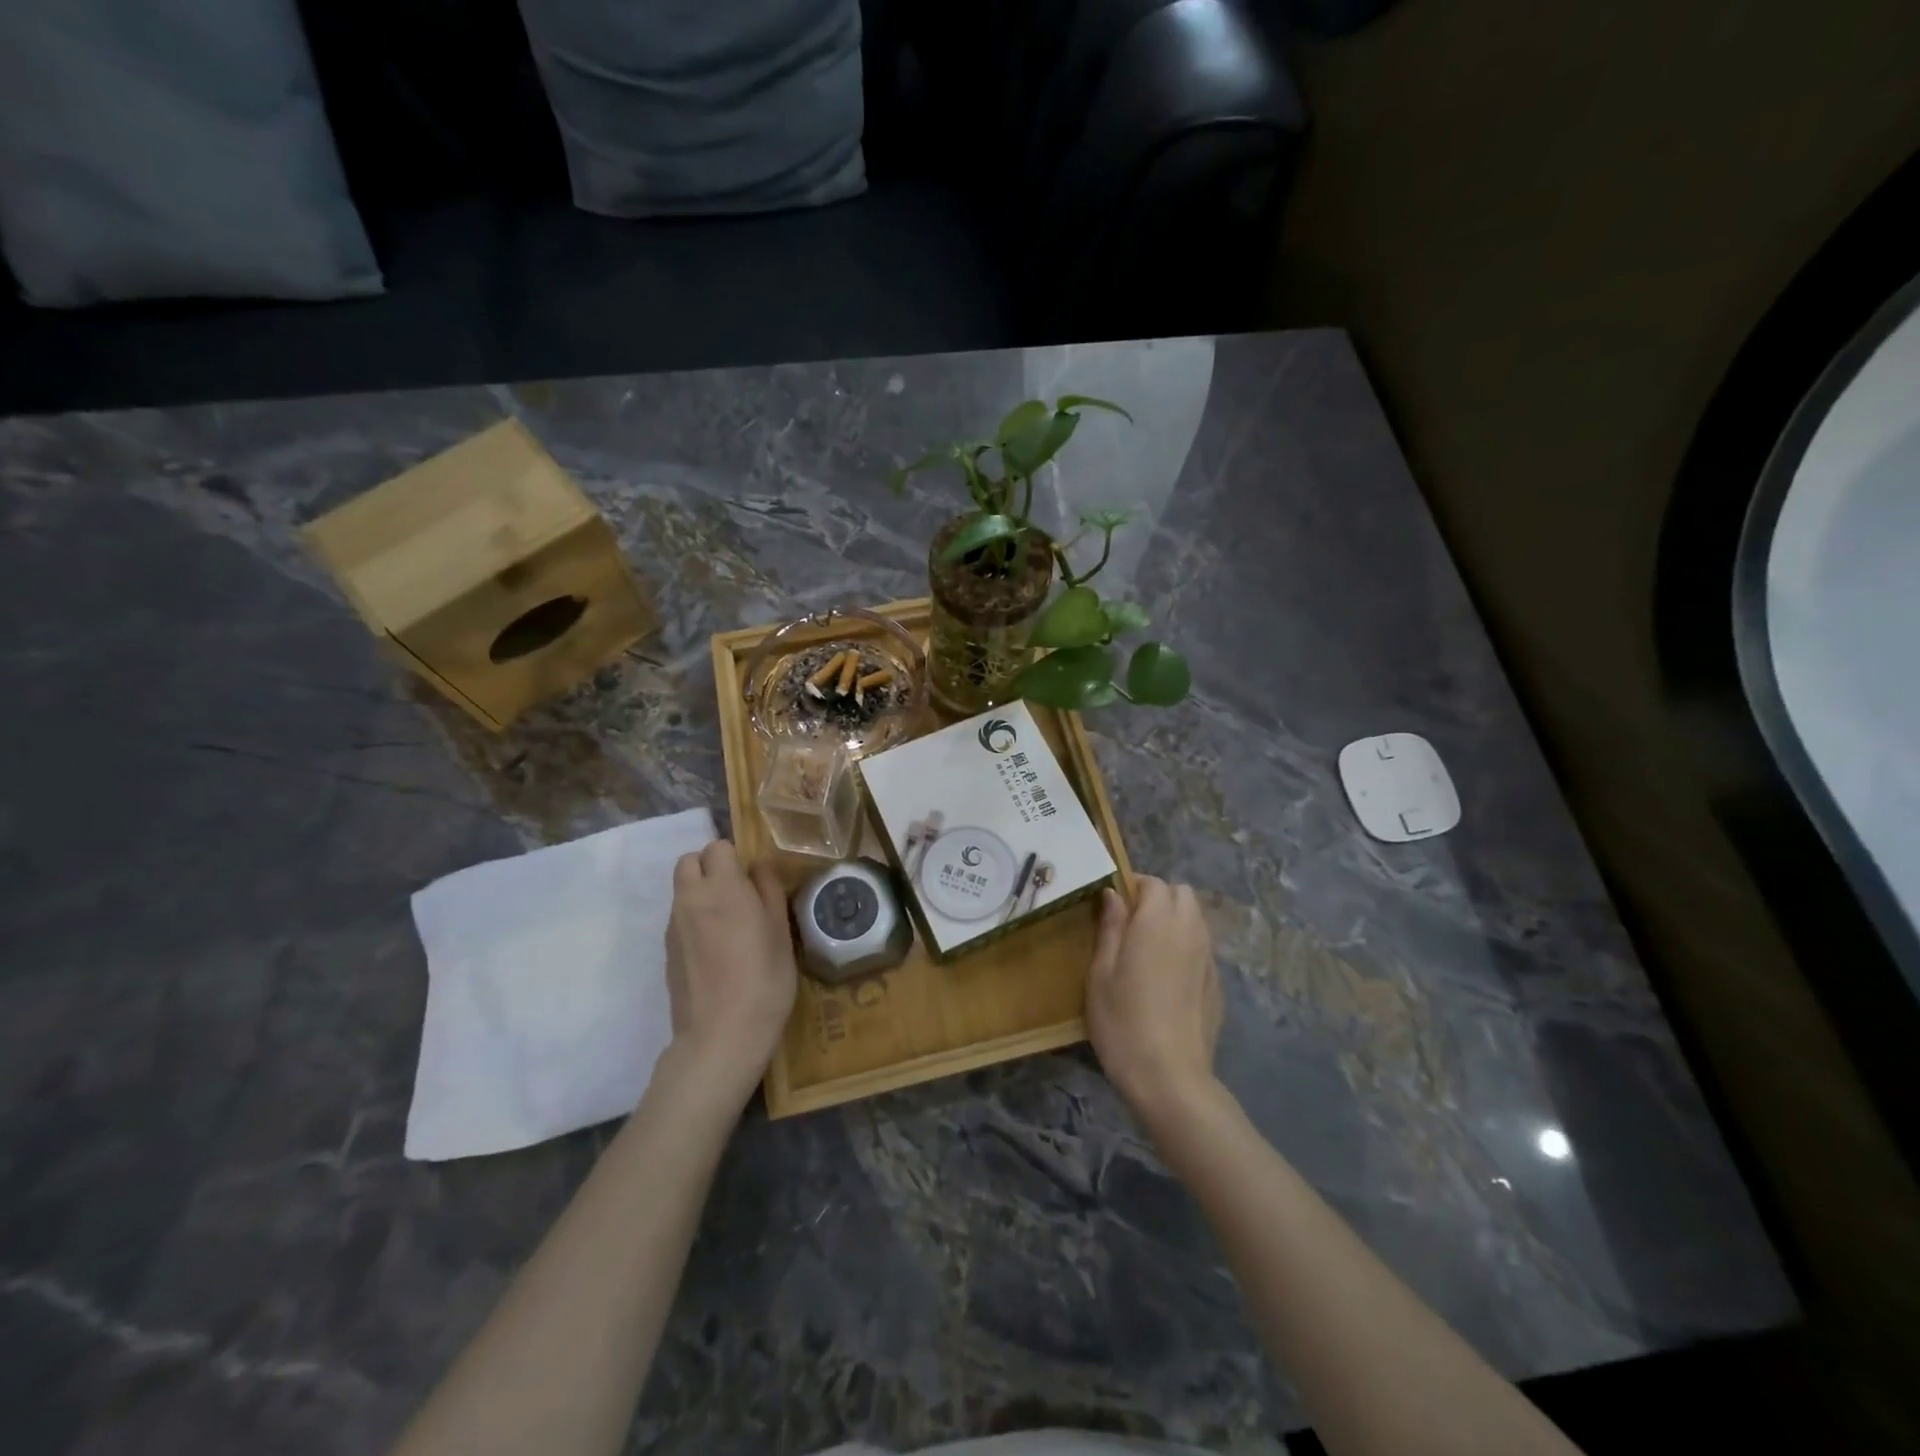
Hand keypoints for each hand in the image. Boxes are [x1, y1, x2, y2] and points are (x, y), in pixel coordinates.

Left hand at [664, 840, 797, 1103]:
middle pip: (689, 861)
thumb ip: (769, 891)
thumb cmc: (764, 980)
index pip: (718, 847)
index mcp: (723, 888)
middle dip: (710, 867)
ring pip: (682, 890)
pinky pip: (679, 917)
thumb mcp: (781, 933)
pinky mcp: (667, 950)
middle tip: (737, 893)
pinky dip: (694, 918)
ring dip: (701, 892)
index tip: (753, 880)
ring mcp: (674, 926)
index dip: (736, 857)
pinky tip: (716, 949)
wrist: (720, 1037)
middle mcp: (691, 899)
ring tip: (728, 923)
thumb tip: (758, 867)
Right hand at [1085, 877, 1222, 1124]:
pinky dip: (1186, 946)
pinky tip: (1167, 977)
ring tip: (1148, 948)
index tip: (1113, 904)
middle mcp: (1190, 931)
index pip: (1154, 883)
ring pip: (1196, 918)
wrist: (1170, 1078)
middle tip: (1131, 923)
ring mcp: (1208, 958)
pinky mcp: (1217, 983)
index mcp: (1158, 922)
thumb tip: (1113, 895)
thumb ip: (1110, 928)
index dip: (1133, 885)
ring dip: (1174, 919)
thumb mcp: (1101, 973)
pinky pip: (1202, 947)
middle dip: (1158, 897)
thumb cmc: (1123, 1021)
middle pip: (1182, 894)